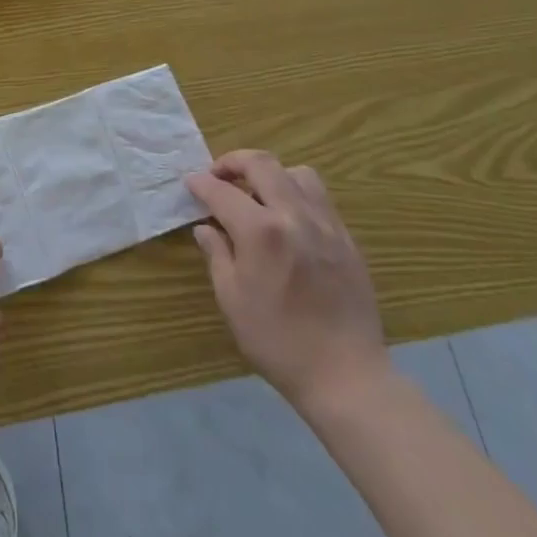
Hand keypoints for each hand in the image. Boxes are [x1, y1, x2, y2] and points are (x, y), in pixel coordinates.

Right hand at [186, 150, 389, 416]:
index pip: (222, 191)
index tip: (190, 183)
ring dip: (270, 174)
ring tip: (257, 193)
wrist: (346, 375)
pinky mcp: (346, 238)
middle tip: (218, 175)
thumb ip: (217, 254)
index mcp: (261, 232)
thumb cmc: (278, 342)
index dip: (201, 183)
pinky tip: (287, 218)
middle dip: (233, 162)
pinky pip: (319, 197)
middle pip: (262, 164)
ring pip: (296, 173)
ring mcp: (326, 224)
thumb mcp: (232, 300)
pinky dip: (296, 193)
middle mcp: (294, 215)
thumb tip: (205, 228)